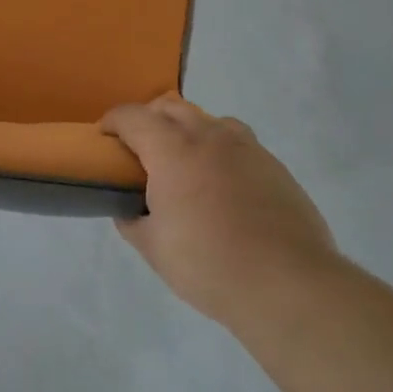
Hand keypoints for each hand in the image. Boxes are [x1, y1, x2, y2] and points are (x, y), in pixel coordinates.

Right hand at [103, 95, 335, 326]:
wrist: (288, 284)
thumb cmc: (210, 265)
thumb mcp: (155, 249)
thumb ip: (133, 221)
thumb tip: (128, 210)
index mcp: (172, 150)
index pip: (133, 116)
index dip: (112, 122)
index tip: (104, 137)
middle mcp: (208, 136)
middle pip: (170, 107)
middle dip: (149, 119)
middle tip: (140, 149)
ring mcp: (246, 147)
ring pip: (208, 120)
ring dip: (188, 130)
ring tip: (184, 163)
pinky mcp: (274, 165)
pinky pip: (238, 142)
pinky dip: (220, 150)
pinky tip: (223, 185)